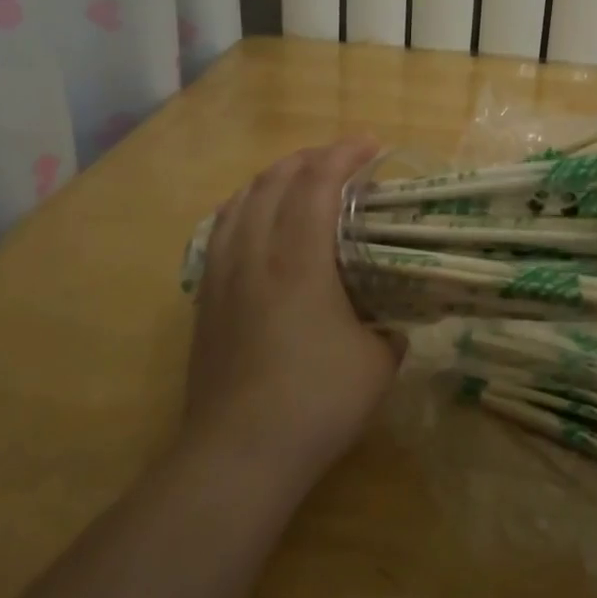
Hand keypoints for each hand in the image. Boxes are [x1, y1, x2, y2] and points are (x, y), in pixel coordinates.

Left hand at [187, 139, 401, 484]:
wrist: (238, 453)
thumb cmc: (316, 402)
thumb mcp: (377, 364)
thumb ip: (389, 332)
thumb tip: (392, 325)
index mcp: (300, 260)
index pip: (317, 184)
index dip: (344, 155)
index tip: (371, 144)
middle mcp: (255, 254)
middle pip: (273, 182)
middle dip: (308, 159)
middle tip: (338, 160)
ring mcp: (223, 275)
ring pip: (240, 202)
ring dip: (271, 179)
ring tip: (295, 179)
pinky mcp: (205, 299)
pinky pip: (221, 231)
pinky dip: (244, 209)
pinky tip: (253, 222)